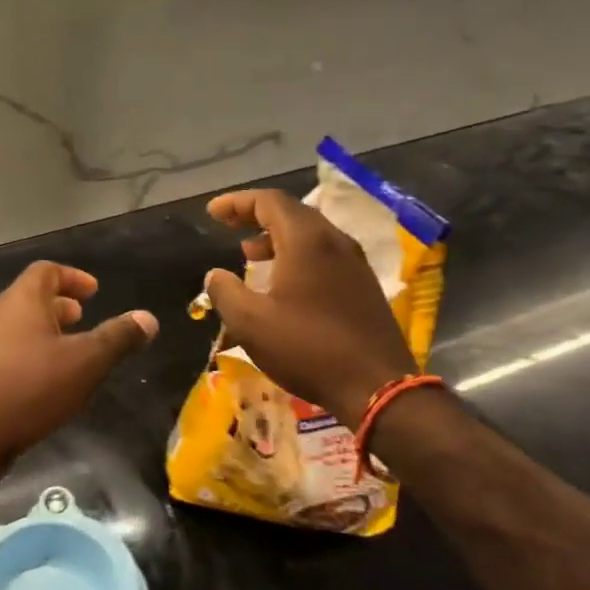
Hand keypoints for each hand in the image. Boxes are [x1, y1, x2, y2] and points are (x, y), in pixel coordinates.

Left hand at [0, 261, 158, 473]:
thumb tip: (148, 318)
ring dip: (45, 333)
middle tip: (84, 318)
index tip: (94, 291)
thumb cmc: (30, 388)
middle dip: (60, 305)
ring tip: (71, 353)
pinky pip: (8, 354)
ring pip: (18, 328)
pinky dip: (31, 356)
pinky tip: (47, 385)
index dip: (72, 276)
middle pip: (30, 298)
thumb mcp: (86, 362)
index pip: (46, 271)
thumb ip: (118, 338)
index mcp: (21, 301)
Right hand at [205, 189, 414, 424]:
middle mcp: (335, 242)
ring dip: (277, 238)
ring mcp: (355, 264)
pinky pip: (325, 255)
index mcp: (307, 240)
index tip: (213, 213)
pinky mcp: (364, 287)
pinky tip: (284, 283)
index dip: (237, 202)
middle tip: (229, 226)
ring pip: (311, 235)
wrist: (377, 387)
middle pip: (292, 213)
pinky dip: (297, 256)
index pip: (269, 201)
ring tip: (251, 255)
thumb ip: (226, 292)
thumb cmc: (308, 348)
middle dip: (257, 215)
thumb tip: (215, 275)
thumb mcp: (250, 323)